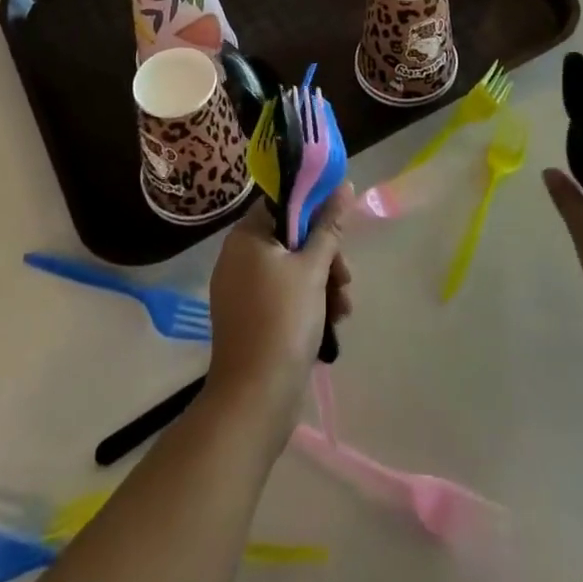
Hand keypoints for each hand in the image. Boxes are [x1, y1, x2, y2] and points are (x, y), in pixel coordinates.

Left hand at [204, 188, 353, 442]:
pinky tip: (331, 323)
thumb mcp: (313, 268)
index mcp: (246, 237)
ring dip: (322, 283)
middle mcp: (237, 257)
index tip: (339, 230)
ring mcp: (241, 290)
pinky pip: (282, 295)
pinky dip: (307, 302)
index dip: (314, 211)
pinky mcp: (249, 318)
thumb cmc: (284, 320)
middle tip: (345, 279)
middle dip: (325, 256)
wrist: (255, 396)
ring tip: (343, 309)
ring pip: (291, 269)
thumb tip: (344, 185)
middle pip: (291, 238)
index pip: (282, 204)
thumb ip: (330, 225)